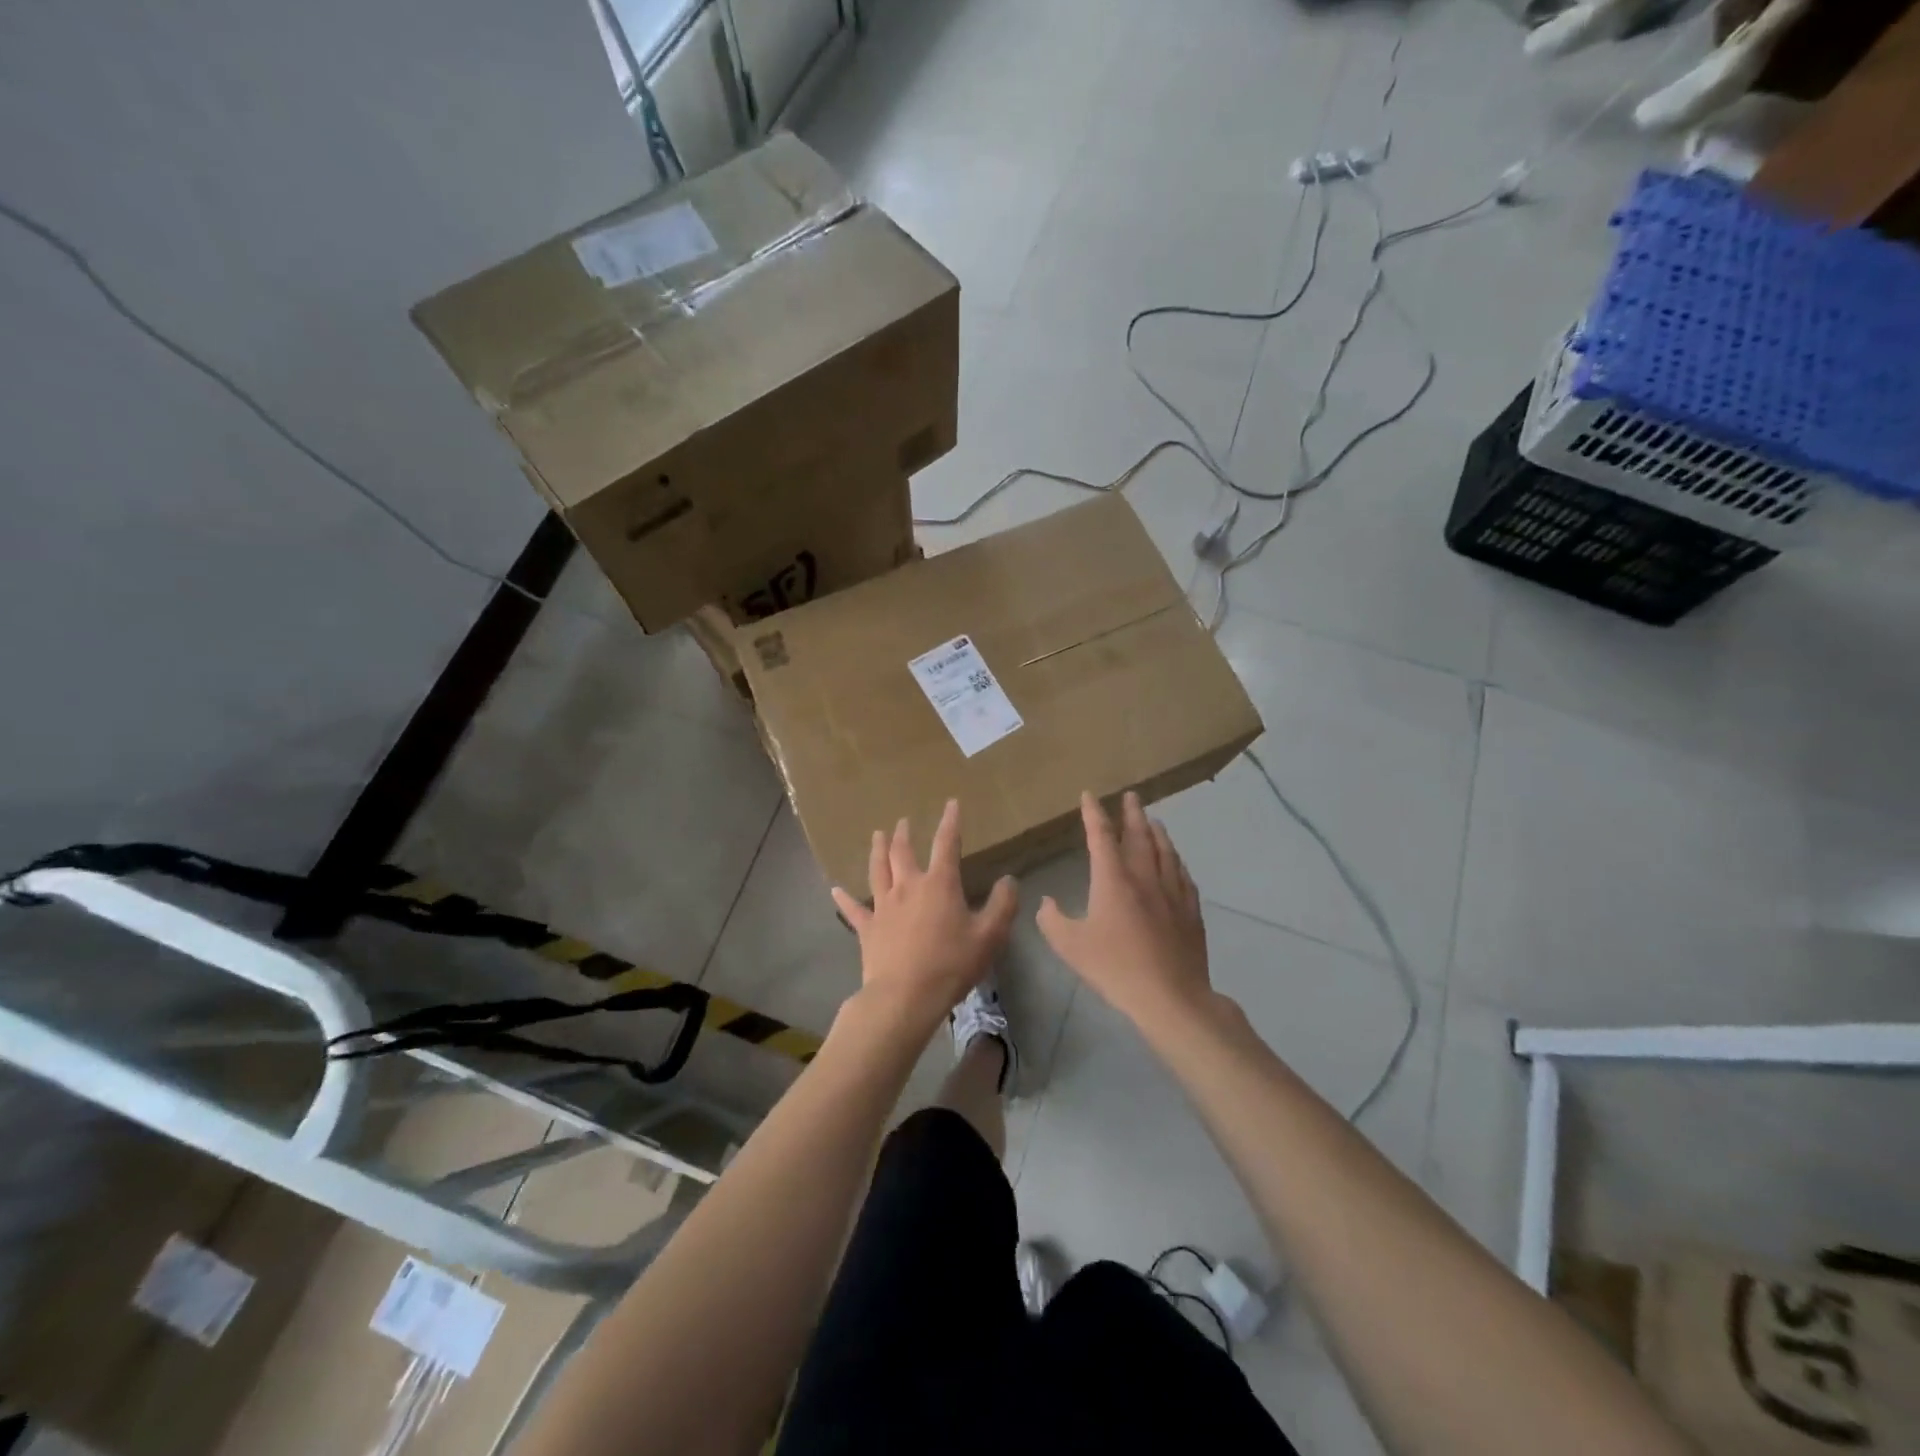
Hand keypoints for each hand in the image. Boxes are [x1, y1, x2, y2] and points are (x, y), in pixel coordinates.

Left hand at [831, 799, 1017, 1029]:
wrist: (905, 996)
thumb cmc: (951, 964)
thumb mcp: (989, 936)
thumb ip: (1002, 905)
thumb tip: (1009, 880)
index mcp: (939, 884)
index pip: (946, 844)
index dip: (950, 822)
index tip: (951, 803)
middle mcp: (908, 887)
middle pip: (903, 852)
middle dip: (904, 834)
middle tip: (903, 821)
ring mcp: (883, 906)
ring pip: (878, 870)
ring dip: (878, 851)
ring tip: (877, 835)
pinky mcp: (867, 928)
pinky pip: (853, 909)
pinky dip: (844, 899)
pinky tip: (835, 890)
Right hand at [1037, 792, 1210, 1025]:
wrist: (1170, 996)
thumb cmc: (1115, 967)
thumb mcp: (1070, 946)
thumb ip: (1053, 920)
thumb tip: (1046, 903)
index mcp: (1113, 879)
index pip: (1101, 836)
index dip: (1093, 813)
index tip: (1089, 796)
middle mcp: (1144, 876)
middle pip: (1139, 835)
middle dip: (1132, 813)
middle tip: (1131, 795)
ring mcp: (1172, 892)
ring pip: (1165, 851)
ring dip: (1157, 832)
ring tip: (1153, 820)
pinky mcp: (1191, 910)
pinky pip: (1183, 875)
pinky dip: (1176, 860)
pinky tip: (1176, 862)